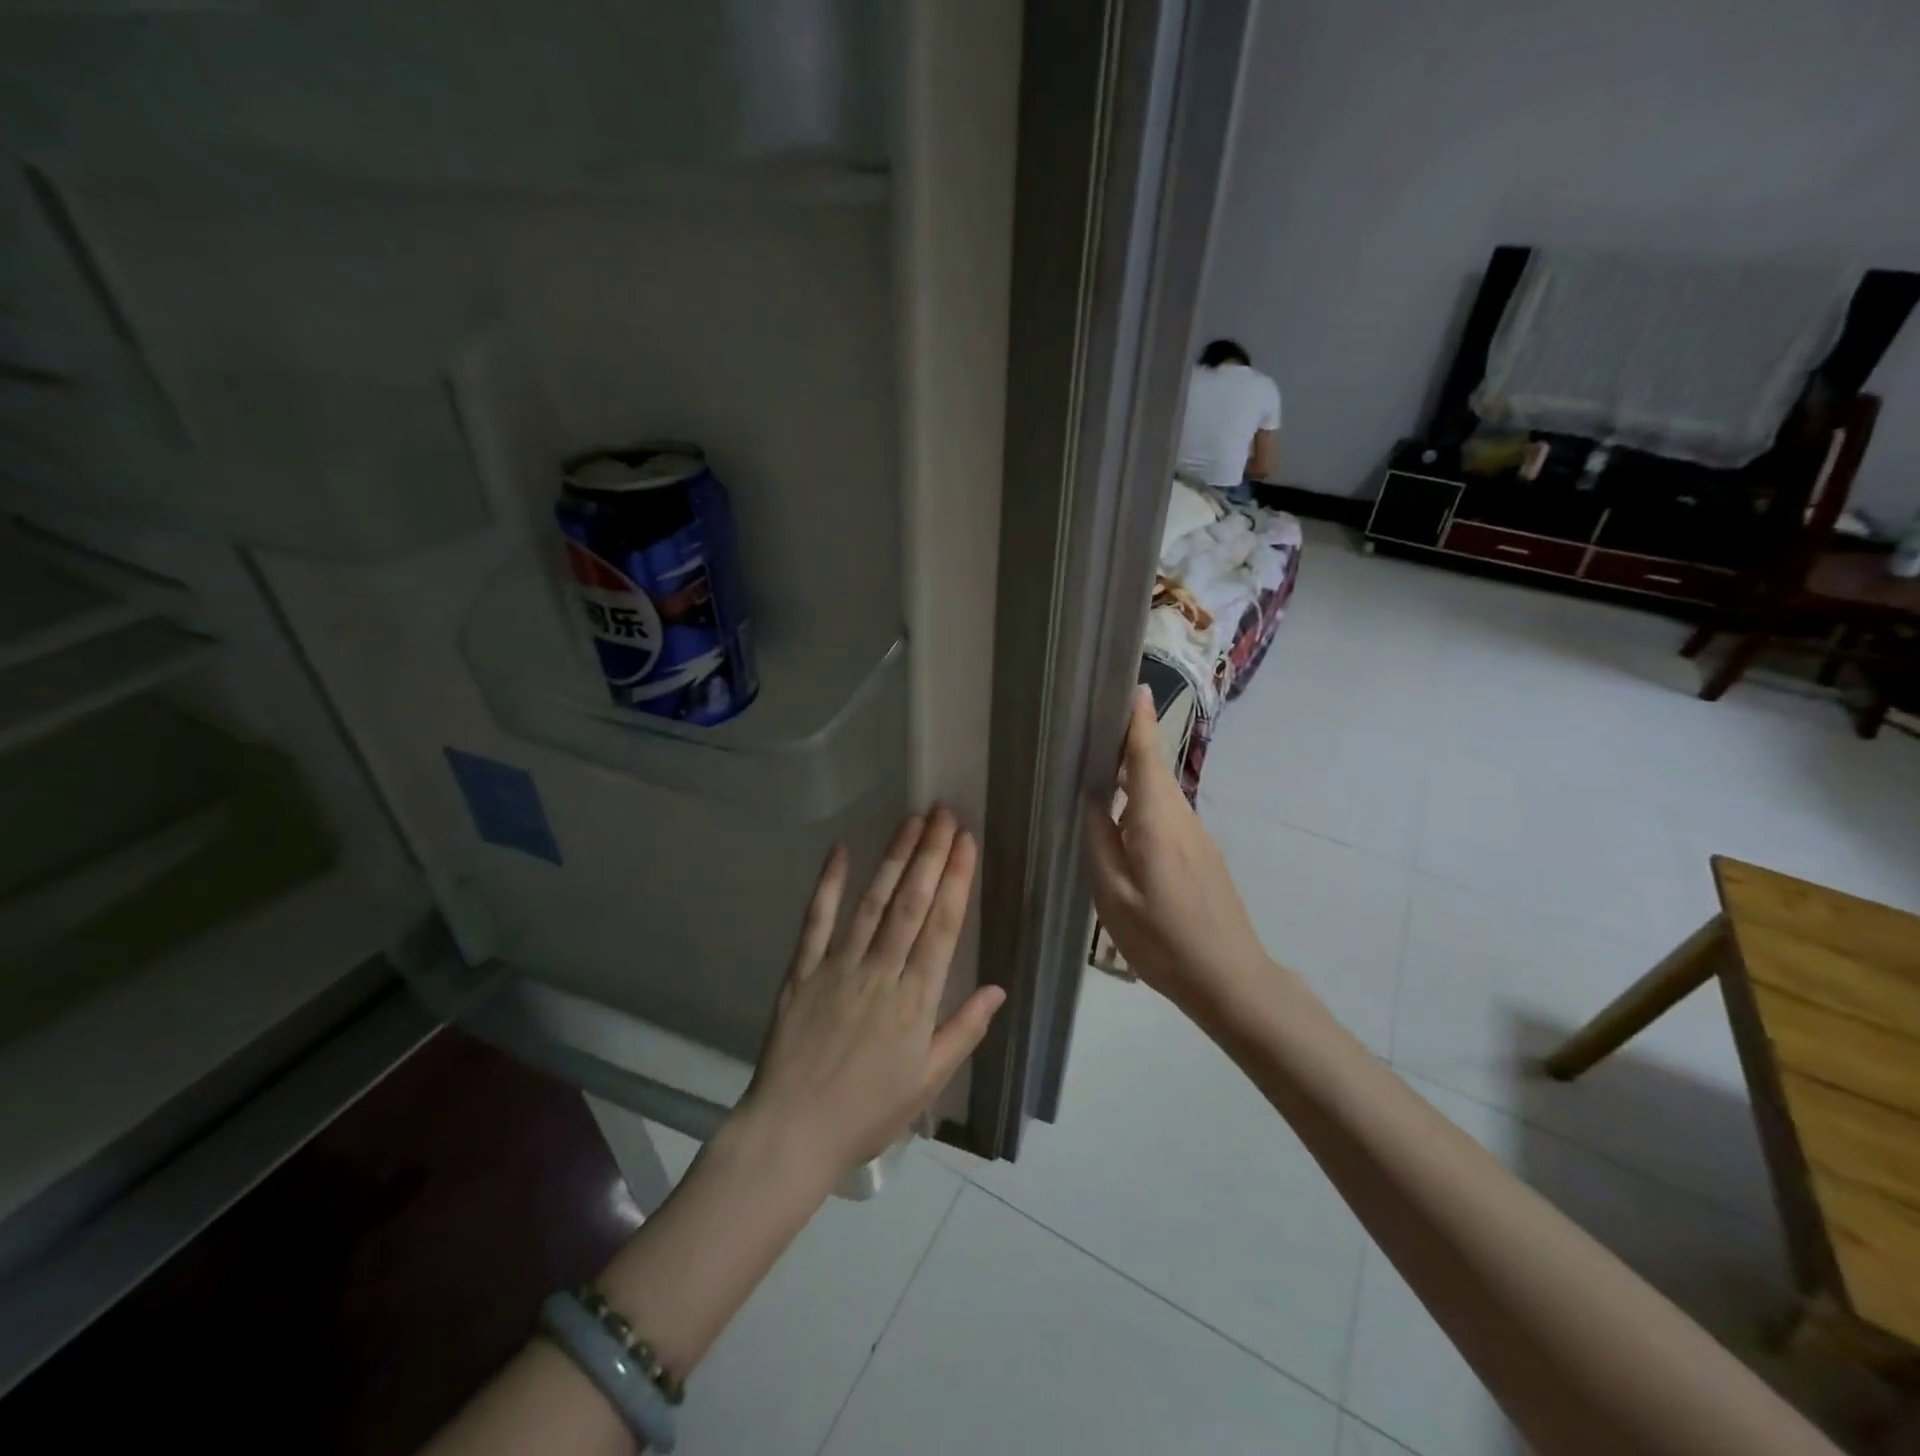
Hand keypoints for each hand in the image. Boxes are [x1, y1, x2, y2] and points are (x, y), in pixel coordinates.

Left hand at [740, 808, 1006, 1181]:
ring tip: (911, 821)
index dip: (955, 880)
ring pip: (872, 903)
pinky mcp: (803, 971)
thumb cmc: (867, 1112)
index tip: (966, 842)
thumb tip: (997, 989)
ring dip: (893, 859)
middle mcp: (880, 972)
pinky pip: (816, 921)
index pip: (942, 927)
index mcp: (915, 1000)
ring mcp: (838, 967)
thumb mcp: (927, 1082)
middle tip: (944, 814)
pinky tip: (841, 850)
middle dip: (930, 854)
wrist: (792, 1133)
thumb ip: (963, 1031)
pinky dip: (829, 884)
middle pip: (911, 903)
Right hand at [1084, 687, 1272, 1015]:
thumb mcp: (1113, 896)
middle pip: (1155, 770)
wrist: (1230, 978)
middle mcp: (1182, 819)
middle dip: (1132, 744)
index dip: (1139, 722)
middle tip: (1098, 727)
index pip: (1147, 758)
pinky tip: (1126, 820)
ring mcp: (1198, 837)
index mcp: (1157, 822)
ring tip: (1104, 767)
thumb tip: (1091, 800)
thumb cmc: (1163, 939)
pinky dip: (1147, 802)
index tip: (1134, 688)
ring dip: (1137, 774)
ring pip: (1163, 794)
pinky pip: (1169, 814)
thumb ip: (1099, 842)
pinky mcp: (1204, 855)